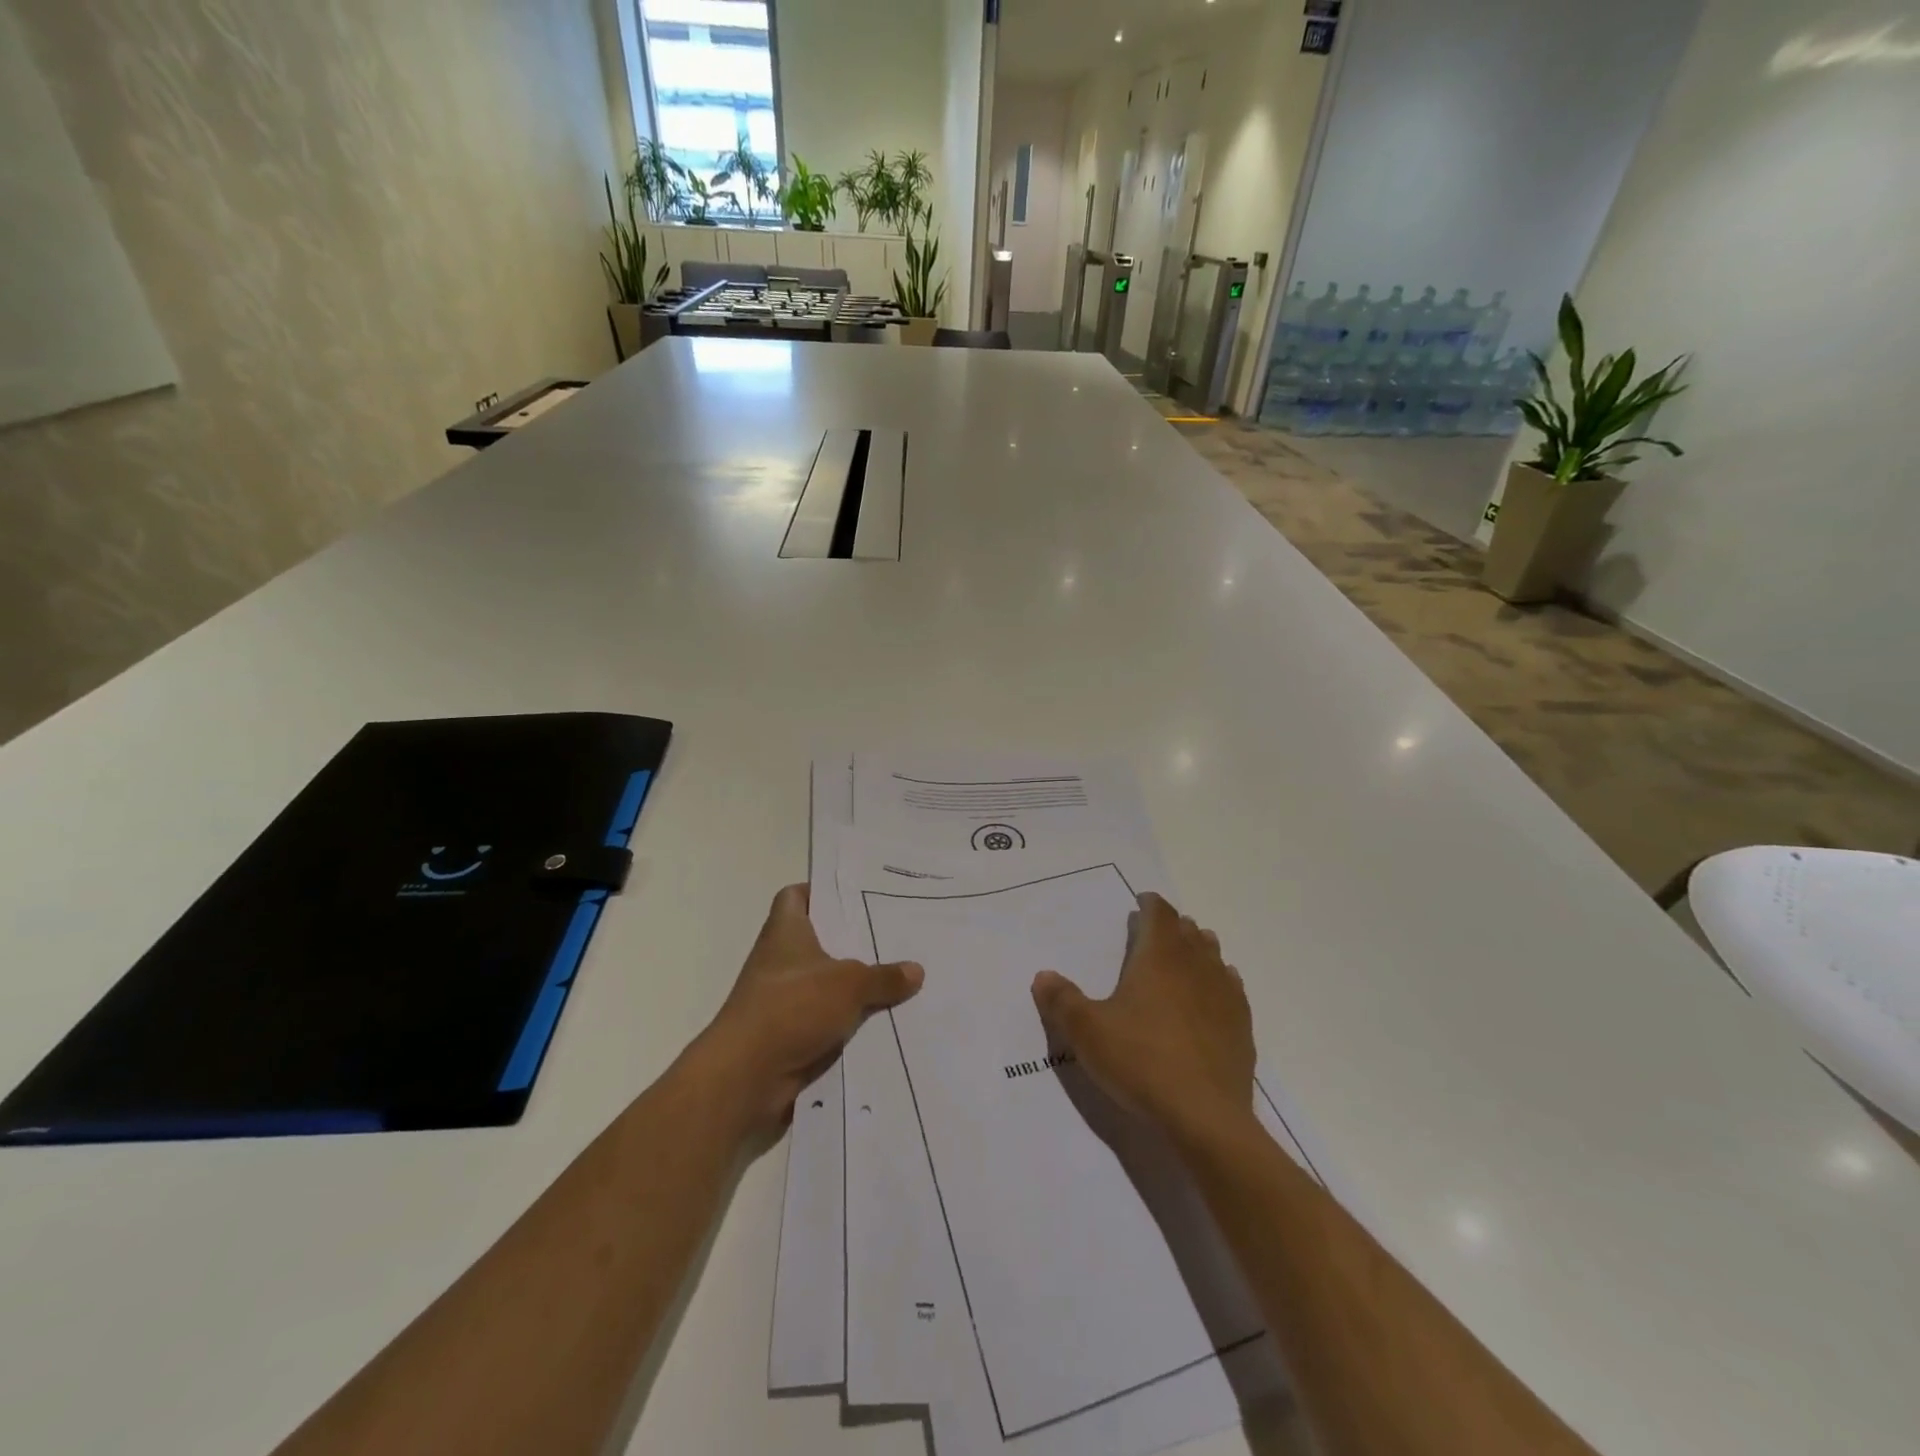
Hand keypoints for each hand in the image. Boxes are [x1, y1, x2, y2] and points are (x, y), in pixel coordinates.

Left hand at [693, 884, 922, 1139]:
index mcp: (785, 932)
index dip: (820, 891)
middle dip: (855, 941)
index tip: (856, 896)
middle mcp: (781, 961)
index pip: (795, 897)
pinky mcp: (791, 1035)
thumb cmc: (792, 1008)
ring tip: (903, 979)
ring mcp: (784, 1000)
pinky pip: (829, 1020)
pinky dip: (851, 1022)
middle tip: (897, 936)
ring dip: (857, 987)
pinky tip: (887, 1022)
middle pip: (820, 941)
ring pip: (828, 984)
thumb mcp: (849, 985)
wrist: (746, 1079)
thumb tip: (916, 970)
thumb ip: (883, 976)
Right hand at [1030, 892, 1255, 1151]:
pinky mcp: (1241, 1024)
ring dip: (1197, 948)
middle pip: (1188, 931)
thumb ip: (1062, 1000)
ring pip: (1212, 955)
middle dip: (1172, 926)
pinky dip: (1219, 980)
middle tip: (1156, 931)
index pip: (1160, 914)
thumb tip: (1043, 975)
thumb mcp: (1087, 1032)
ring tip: (1184, 954)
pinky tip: (1212, 994)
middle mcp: (1196, 965)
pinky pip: (1231, 987)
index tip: (1143, 902)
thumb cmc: (1141, 1062)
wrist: (1205, 1116)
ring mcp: (1224, 994)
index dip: (1151, 904)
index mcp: (1159, 957)